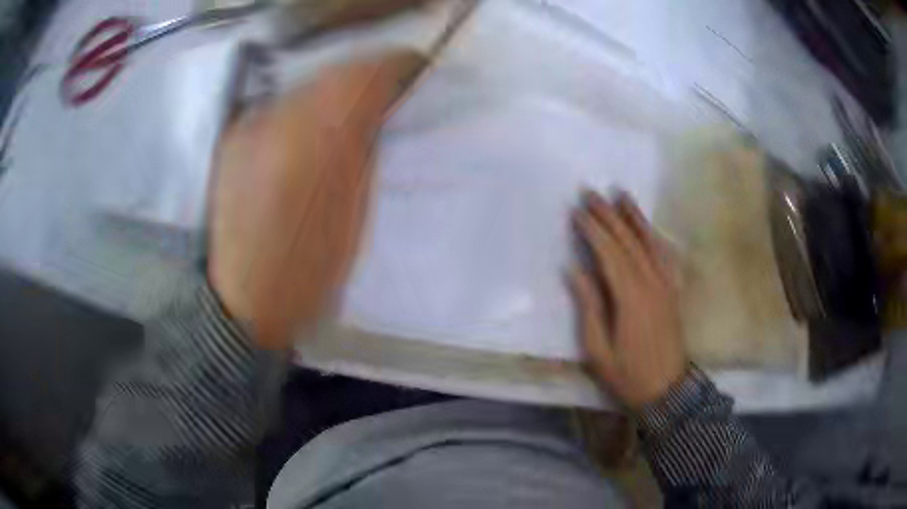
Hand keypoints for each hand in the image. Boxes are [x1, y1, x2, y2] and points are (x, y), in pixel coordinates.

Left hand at [208, 50, 424, 348]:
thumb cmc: (307, 270)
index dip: (396, 66)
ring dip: (334, 90)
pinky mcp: (232, 136)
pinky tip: (307, 130)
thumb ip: (369, 146)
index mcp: (319, 142)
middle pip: (335, 70)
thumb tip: (383, 107)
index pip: (366, 74)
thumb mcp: (355, 210)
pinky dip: (303, 105)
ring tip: (348, 112)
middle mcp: (278, 119)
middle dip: (367, 75)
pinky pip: (279, 102)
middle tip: (386, 93)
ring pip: (306, 83)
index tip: (416, 71)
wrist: (243, 299)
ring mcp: (249, 125)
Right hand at [569, 190, 686, 408]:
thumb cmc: (628, 375)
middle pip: (628, 242)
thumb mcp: (598, 350)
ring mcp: (666, 286)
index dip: (593, 230)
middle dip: (609, 215)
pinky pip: (665, 257)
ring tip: (622, 195)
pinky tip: (649, 227)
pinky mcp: (673, 292)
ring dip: (635, 217)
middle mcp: (651, 284)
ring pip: (649, 243)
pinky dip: (656, 237)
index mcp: (630, 298)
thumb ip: (589, 306)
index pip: (609, 254)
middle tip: (592, 192)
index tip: (577, 211)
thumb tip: (575, 270)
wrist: (667, 391)